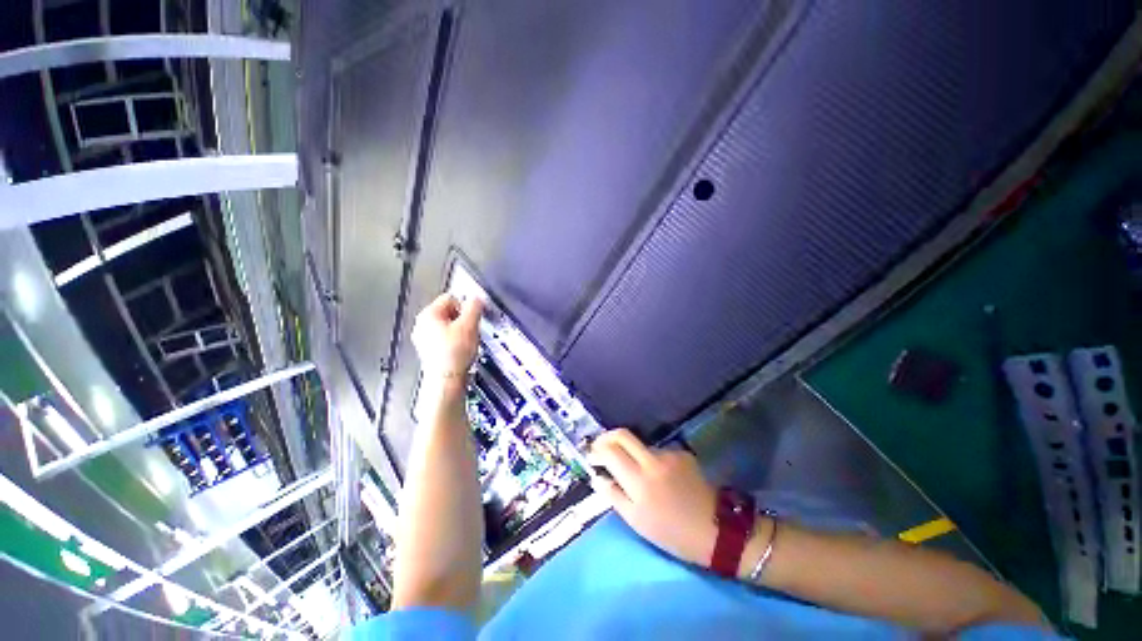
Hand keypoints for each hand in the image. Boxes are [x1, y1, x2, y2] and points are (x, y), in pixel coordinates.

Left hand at [411, 294, 483, 375]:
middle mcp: (422, 324)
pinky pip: (446, 339)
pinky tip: (462, 350)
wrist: (447, 381)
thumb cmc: (456, 352)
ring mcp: (424, 339)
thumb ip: (474, 307)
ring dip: (461, 331)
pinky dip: (455, 342)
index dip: (466, 305)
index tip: (475, 317)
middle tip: (472, 330)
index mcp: (428, 314)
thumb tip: (477, 298)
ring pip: (449, 326)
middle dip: (463, 319)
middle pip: (449, 312)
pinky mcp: (429, 351)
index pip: (451, 298)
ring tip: (468, 342)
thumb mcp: (470, 325)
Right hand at [588, 428, 718, 567]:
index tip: (591, 456)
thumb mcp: (637, 521)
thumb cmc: (671, 532)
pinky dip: (650, 458)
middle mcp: (652, 460)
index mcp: (639, 481)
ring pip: (640, 444)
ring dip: (630, 451)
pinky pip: (658, 451)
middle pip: (623, 434)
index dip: (596, 450)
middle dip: (607, 437)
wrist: (716, 529)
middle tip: (601, 448)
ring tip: (633, 470)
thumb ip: (614, 495)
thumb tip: (597, 477)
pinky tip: (658, 475)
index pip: (610, 451)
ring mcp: (669, 454)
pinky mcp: (682, 453)